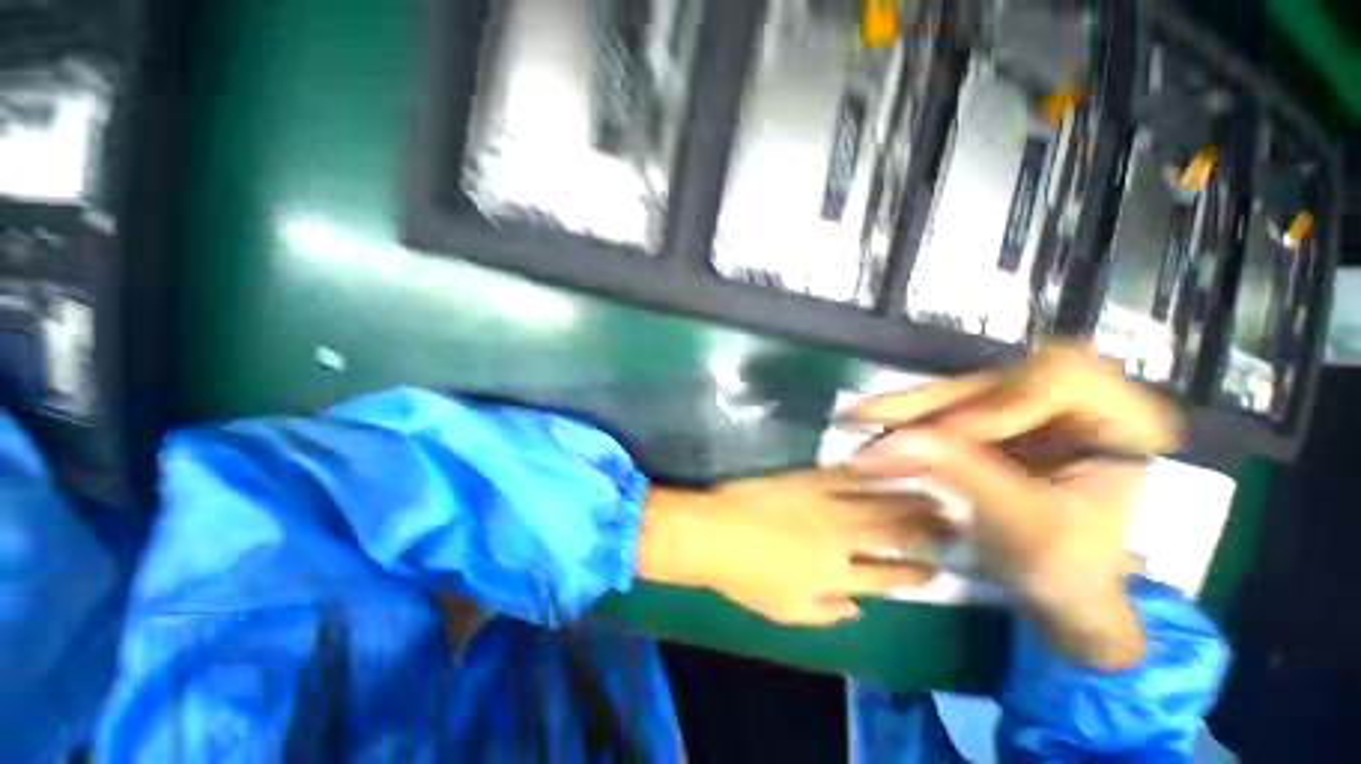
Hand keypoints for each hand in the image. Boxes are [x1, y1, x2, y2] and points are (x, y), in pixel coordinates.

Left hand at [638, 471, 940, 626]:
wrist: (714, 532)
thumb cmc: (745, 579)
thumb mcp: (787, 612)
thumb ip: (827, 613)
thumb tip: (858, 608)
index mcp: (837, 575)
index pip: (889, 576)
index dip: (916, 573)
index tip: (938, 568)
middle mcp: (840, 538)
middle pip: (893, 533)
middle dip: (927, 528)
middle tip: (954, 520)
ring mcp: (823, 503)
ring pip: (876, 500)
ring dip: (908, 496)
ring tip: (935, 491)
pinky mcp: (805, 479)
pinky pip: (842, 474)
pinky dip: (866, 471)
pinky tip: (884, 465)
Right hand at [845, 343, 1183, 669]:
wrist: (1059, 591)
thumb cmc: (1067, 570)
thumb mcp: (1026, 527)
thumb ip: (964, 476)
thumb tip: (891, 442)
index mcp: (1120, 421)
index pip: (1063, 378)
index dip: (1003, 402)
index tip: (955, 436)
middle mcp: (1075, 403)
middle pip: (996, 379)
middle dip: (931, 402)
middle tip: (869, 415)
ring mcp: (1030, 410)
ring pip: (960, 392)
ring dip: (907, 410)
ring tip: (857, 419)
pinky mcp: (994, 422)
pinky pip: (944, 411)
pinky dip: (906, 422)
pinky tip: (871, 426)